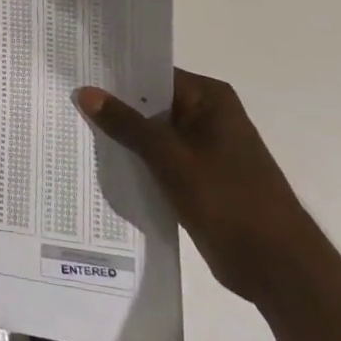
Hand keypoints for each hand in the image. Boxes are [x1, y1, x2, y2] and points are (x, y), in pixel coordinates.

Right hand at [74, 70, 324, 306]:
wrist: (278, 268)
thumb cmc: (229, 201)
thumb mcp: (170, 158)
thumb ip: (126, 124)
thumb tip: (84, 91)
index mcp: (209, 98)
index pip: (151, 73)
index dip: (112, 74)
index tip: (73, 72)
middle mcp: (206, 115)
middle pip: (148, 101)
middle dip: (111, 105)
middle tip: (62, 99)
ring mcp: (202, 147)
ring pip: (150, 131)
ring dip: (120, 135)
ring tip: (70, 127)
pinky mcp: (196, 175)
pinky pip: (156, 157)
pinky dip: (133, 158)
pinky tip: (98, 160)